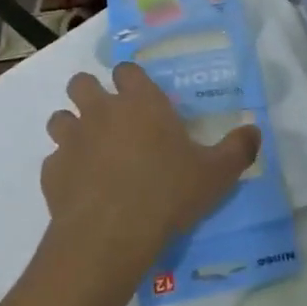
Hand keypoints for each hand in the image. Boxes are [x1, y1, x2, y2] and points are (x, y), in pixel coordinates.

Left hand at [40, 64, 260, 279]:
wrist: (110, 235)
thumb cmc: (168, 193)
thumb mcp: (217, 174)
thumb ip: (238, 149)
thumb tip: (255, 131)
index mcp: (140, 102)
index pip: (127, 70)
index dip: (132, 79)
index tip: (141, 97)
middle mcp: (100, 111)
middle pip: (81, 83)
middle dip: (90, 93)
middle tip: (110, 118)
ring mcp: (71, 140)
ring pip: (60, 118)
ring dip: (72, 128)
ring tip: (91, 151)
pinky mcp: (51, 172)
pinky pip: (54, 161)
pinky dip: (65, 169)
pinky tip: (81, 188)